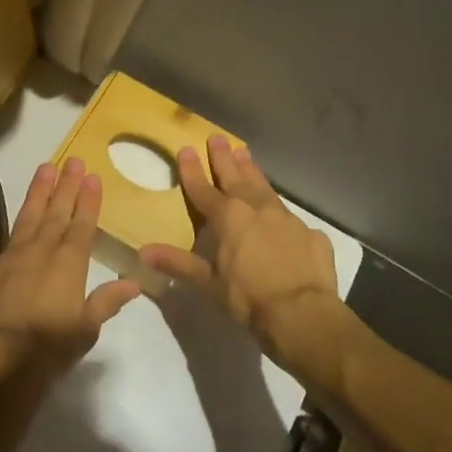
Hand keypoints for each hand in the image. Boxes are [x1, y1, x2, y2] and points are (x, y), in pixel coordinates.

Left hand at [0, 158, 142, 392]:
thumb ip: (107, 300)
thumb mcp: (87, 328)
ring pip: (26, 217)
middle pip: (56, 214)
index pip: (82, 226)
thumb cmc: (50, 348)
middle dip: (66, 187)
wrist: (2, 362)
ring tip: (44, 167)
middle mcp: (40, 252)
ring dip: (36, 192)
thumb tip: (134, 282)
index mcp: (68, 265)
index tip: (92, 177)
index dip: (88, 201)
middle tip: (72, 160)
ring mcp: (9, 257)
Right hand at [139, 135, 341, 364]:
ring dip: (251, 170)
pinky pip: (289, 216)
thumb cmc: (248, 298)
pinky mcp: (309, 232)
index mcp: (227, 217)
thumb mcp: (208, 283)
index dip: (192, 170)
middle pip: (234, 177)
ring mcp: (285, 217)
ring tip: (244, 152)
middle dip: (223, 158)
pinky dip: (278, 208)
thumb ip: (178, 263)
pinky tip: (279, 212)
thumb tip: (142, 252)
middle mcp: (255, 208)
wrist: (303, 313)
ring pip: (263, 186)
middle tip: (217, 137)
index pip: (203, 188)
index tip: (186, 148)